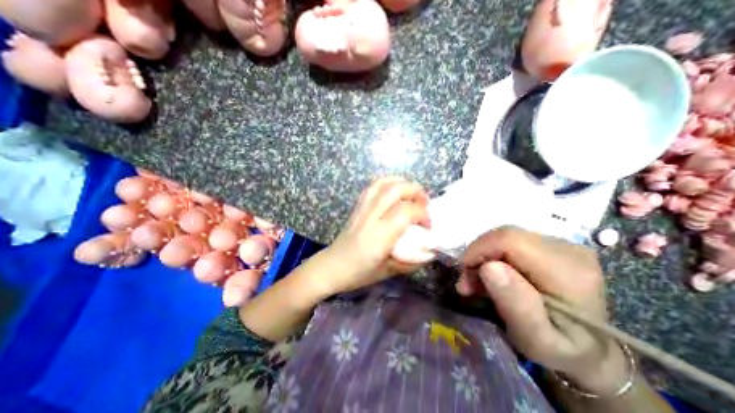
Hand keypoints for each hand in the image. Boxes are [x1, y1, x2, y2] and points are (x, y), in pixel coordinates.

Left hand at [314, 178, 432, 296]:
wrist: (331, 267)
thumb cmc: (358, 273)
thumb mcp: (388, 272)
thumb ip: (410, 261)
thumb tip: (429, 252)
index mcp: (379, 236)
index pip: (405, 212)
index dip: (422, 214)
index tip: (428, 226)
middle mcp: (370, 217)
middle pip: (395, 190)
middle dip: (415, 191)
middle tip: (425, 203)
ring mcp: (361, 209)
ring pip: (382, 183)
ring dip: (402, 183)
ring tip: (412, 194)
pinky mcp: (357, 207)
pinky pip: (372, 187)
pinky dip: (388, 183)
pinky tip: (395, 193)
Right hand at [457, 227, 624, 395]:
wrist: (591, 350)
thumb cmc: (561, 351)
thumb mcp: (536, 340)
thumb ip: (516, 305)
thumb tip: (488, 267)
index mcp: (568, 272)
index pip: (509, 240)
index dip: (479, 251)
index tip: (465, 276)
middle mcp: (568, 249)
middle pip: (505, 235)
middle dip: (478, 255)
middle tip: (469, 282)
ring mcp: (562, 244)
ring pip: (505, 236)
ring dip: (484, 256)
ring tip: (479, 281)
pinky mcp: (552, 245)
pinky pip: (511, 240)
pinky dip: (494, 255)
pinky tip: (493, 274)